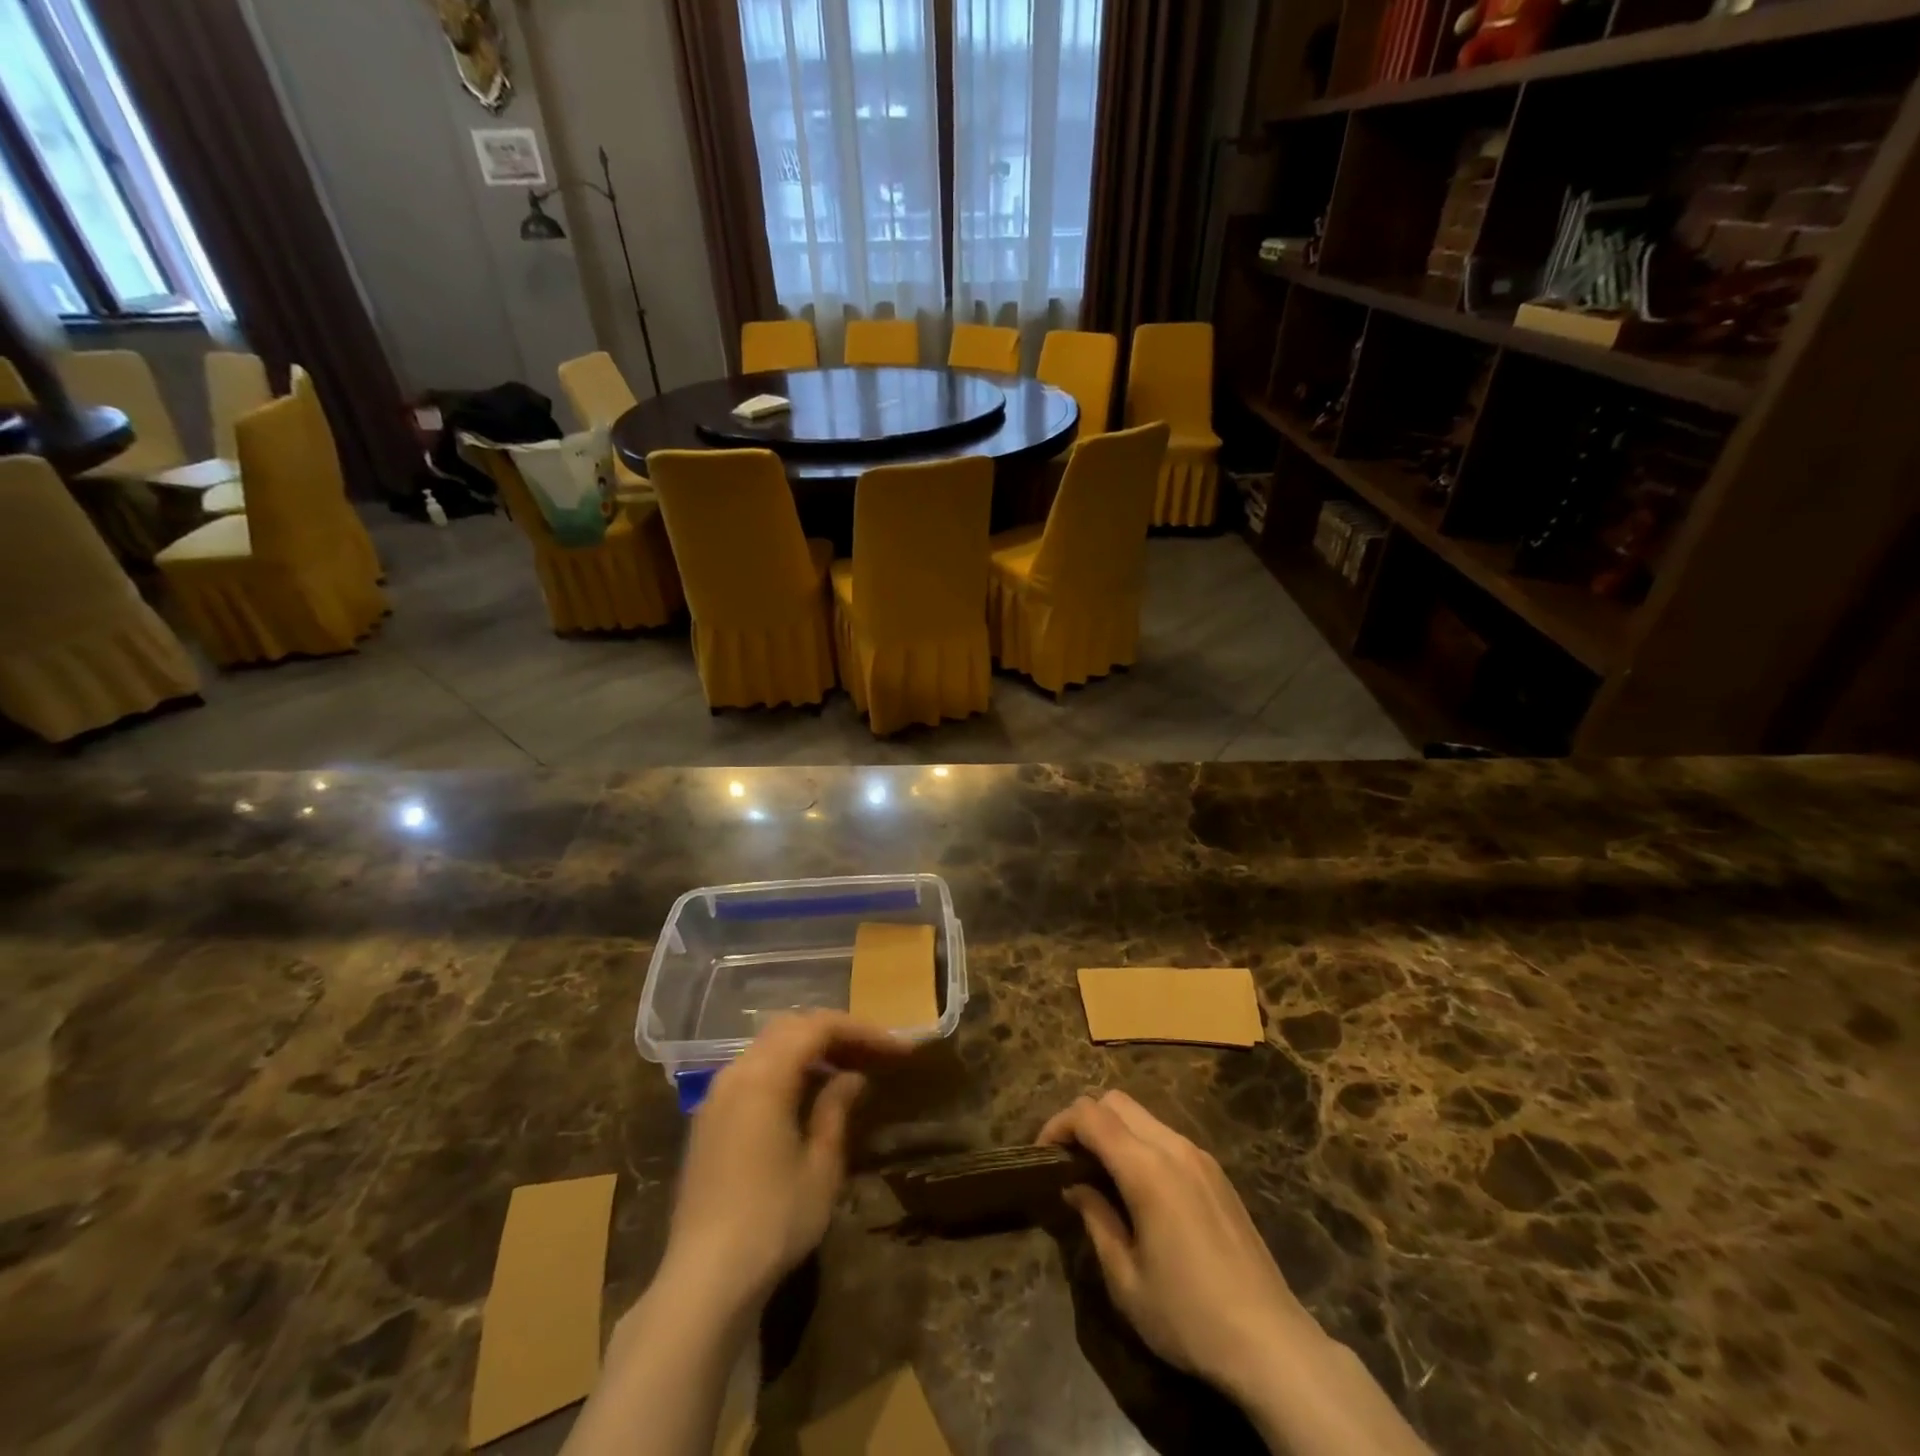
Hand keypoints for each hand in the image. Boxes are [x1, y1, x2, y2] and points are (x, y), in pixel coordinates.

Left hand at [660, 1012, 909, 1312]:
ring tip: (847, 1071)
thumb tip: (852, 1078)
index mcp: (764, 1076)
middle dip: (835, 1034)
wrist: (704, 1281)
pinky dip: (785, 1069)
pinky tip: (808, 1096)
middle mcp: (736, 1073)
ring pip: (769, 1047)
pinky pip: (752, 1072)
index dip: (861, 1031)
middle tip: (874, 1054)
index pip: (818, 1027)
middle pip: (791, 1028)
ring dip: (809, 1050)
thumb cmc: (773, 1222)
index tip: (896, 1049)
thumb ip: (836, 1110)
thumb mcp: (821, 1167)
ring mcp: (716, 1096)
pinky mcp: (708, 1120)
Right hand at [1039, 1090, 1323, 1401]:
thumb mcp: (1126, 1280)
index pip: (1090, 1115)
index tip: (1042, 1154)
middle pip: (1116, 1101)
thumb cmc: (1189, 1317)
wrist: (1271, 1343)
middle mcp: (1174, 1147)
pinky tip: (1139, 1189)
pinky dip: (1140, 1144)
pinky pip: (1167, 1137)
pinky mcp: (1217, 1173)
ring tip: (1099, 1175)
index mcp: (1147, 1169)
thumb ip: (1095, 1220)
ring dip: (1113, 1130)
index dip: (1058, 1125)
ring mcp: (1200, 1157)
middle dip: (1084, 1120)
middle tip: (1068, 1161)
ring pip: (1143, 1115)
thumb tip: (1074, 1186)